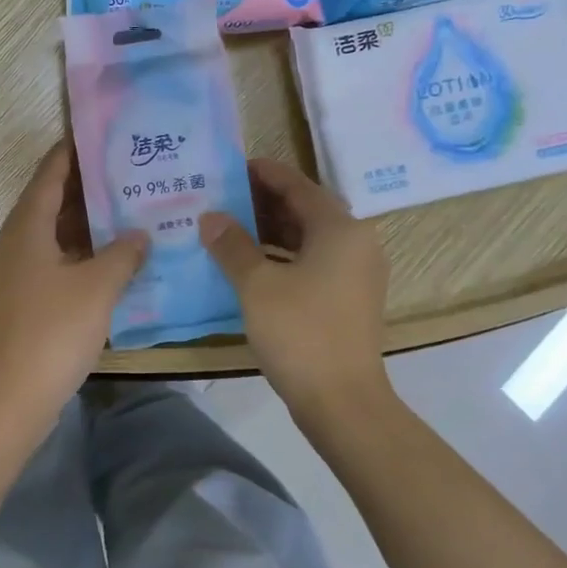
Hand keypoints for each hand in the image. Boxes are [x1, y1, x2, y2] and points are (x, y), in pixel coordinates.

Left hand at [0, 142, 147, 417]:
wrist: (13, 395)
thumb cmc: (54, 331)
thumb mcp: (98, 286)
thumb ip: (123, 253)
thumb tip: (139, 234)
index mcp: (26, 229)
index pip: (49, 176)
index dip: (71, 152)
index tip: (98, 134)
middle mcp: (14, 244)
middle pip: (49, 203)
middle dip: (85, 187)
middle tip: (125, 172)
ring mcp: (14, 274)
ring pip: (52, 235)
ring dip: (84, 223)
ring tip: (125, 209)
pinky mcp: (21, 300)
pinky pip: (52, 261)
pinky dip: (79, 253)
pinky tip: (110, 259)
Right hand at [201, 158, 390, 417]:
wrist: (342, 401)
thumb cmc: (300, 333)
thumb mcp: (257, 285)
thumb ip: (232, 245)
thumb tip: (210, 217)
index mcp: (340, 229)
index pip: (299, 186)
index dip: (265, 174)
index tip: (234, 166)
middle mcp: (356, 243)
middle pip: (307, 210)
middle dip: (266, 202)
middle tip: (225, 196)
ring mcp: (356, 273)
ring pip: (310, 238)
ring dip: (273, 231)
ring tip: (231, 227)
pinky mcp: (349, 299)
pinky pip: (314, 262)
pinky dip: (284, 257)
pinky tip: (251, 265)